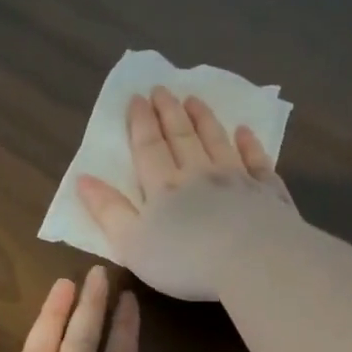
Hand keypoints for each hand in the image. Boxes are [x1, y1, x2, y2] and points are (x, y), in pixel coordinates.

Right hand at [75, 86, 298, 301]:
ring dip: (204, 120)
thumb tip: (83, 179)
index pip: (149, 148)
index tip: (137, 98)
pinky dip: (249, 144)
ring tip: (194, 99)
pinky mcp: (267, 193)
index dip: (141, 123)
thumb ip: (108, 211)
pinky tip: (244, 132)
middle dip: (169, 112)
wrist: (253, 262)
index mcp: (164, 187)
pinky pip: (256, 161)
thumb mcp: (132, 244)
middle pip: (182, 137)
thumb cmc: (185, 261)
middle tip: (162, 89)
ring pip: (217, 142)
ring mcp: (237, 180)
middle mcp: (199, 174)